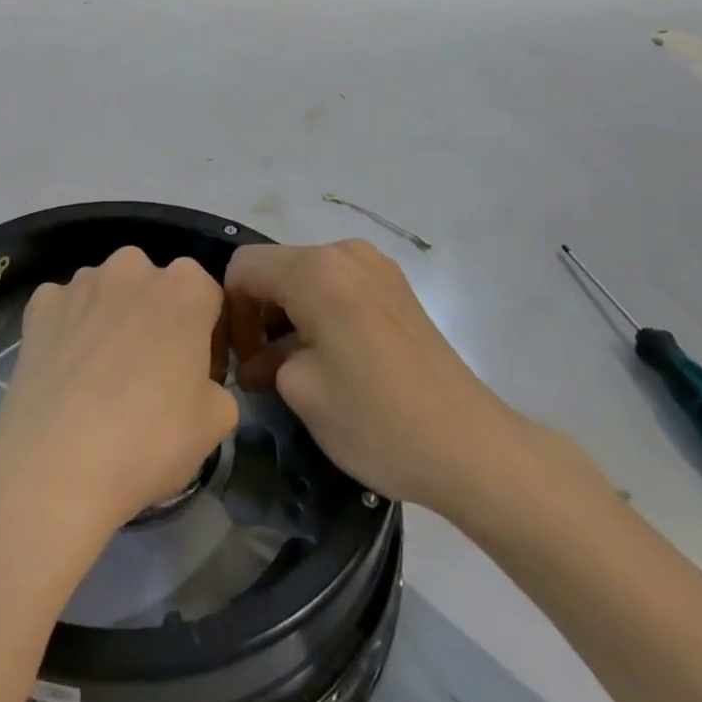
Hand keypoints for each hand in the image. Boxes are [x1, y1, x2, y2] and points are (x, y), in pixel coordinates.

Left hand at [0, 246, 238, 539]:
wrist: (56, 467)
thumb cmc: (150, 440)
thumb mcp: (218, 421)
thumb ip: (217, 384)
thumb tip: (196, 383)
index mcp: (186, 286)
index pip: (209, 300)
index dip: (207, 340)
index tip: (197, 377)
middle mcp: (133, 267)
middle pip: (154, 289)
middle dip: (156, 320)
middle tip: (150, 376)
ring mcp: (81, 282)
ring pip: (107, 294)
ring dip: (111, 320)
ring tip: (101, 378)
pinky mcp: (40, 303)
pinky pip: (64, 309)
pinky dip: (68, 330)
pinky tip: (66, 373)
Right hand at [225, 239, 592, 524]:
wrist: (472, 448)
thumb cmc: (377, 419)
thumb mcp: (300, 391)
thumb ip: (264, 358)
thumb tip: (260, 357)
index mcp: (316, 270)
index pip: (243, 268)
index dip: (230, 311)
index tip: (239, 358)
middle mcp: (345, 253)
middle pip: (275, 268)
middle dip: (258, 313)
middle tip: (261, 369)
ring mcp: (376, 267)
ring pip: (305, 277)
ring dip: (288, 315)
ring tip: (293, 369)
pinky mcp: (396, 289)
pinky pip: (337, 286)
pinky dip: (318, 313)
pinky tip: (328, 358)